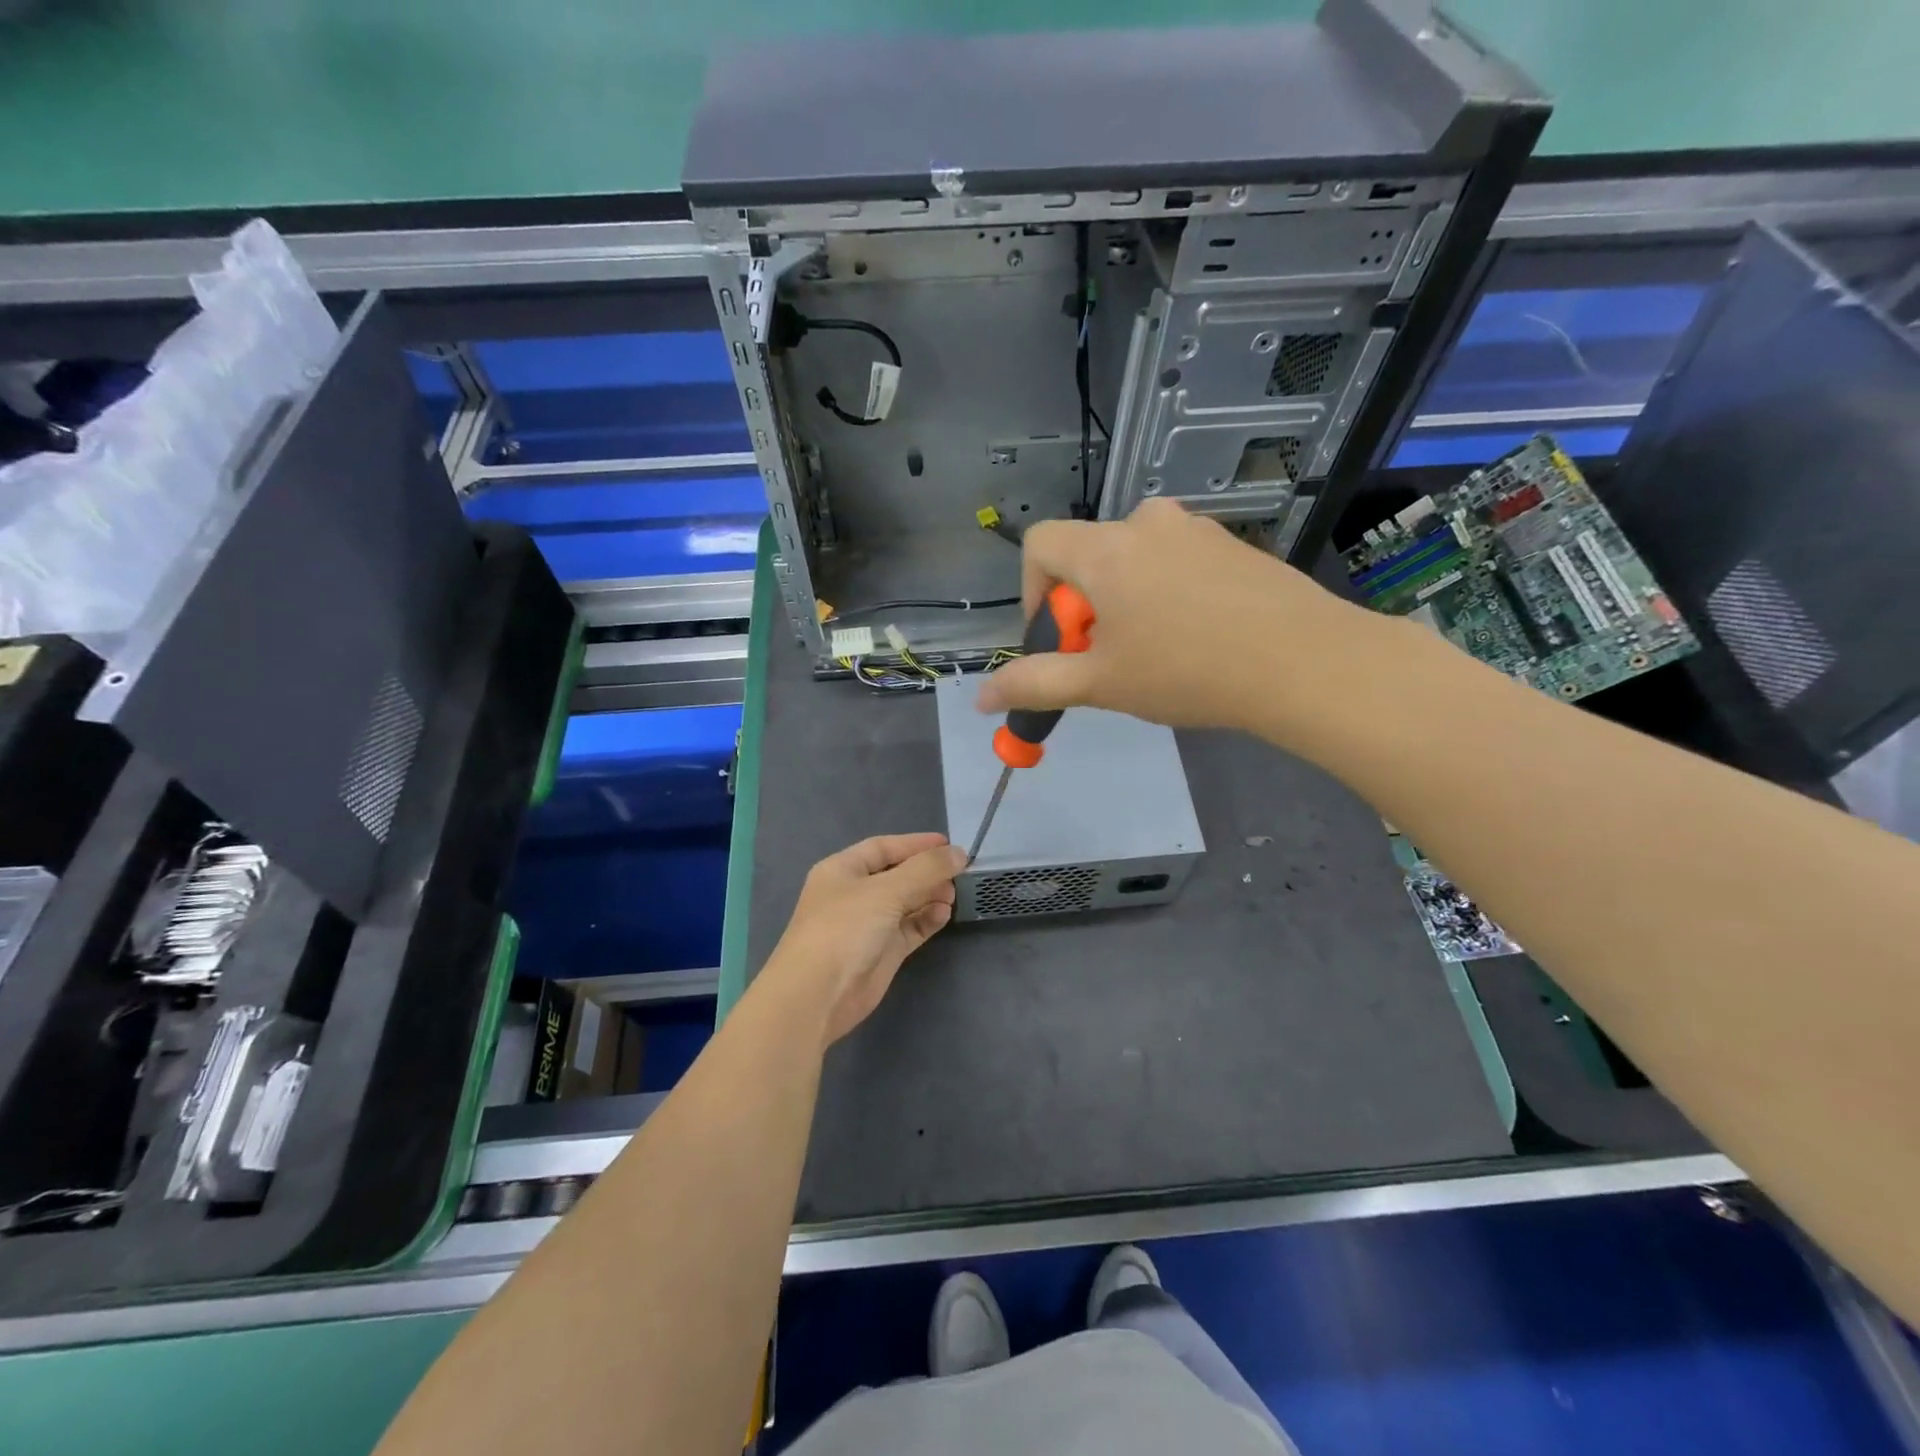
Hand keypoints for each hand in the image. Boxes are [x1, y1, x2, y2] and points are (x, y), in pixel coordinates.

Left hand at [766, 834, 966, 1045]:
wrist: (818, 995)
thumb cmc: (845, 929)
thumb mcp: (886, 890)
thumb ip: (926, 869)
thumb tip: (959, 853)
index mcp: (843, 870)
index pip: (883, 847)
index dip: (915, 844)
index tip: (949, 845)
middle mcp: (855, 894)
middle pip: (897, 874)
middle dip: (927, 872)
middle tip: (959, 873)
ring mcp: (868, 924)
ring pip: (906, 902)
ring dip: (930, 895)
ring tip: (954, 894)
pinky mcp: (882, 952)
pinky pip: (910, 928)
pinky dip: (927, 919)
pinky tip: (944, 914)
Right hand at [976, 498, 1354, 730]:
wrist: (1304, 662)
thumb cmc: (1187, 670)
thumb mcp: (1101, 684)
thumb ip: (1035, 685)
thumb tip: (982, 697)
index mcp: (1106, 549)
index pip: (1040, 543)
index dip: (1032, 592)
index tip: (1057, 639)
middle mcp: (1147, 523)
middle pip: (1088, 555)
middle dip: (1082, 606)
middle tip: (1108, 658)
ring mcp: (1196, 529)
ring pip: (1134, 559)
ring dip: (1125, 599)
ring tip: (1154, 651)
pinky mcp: (1232, 545)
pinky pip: (1176, 562)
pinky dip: (1166, 593)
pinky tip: (1197, 638)